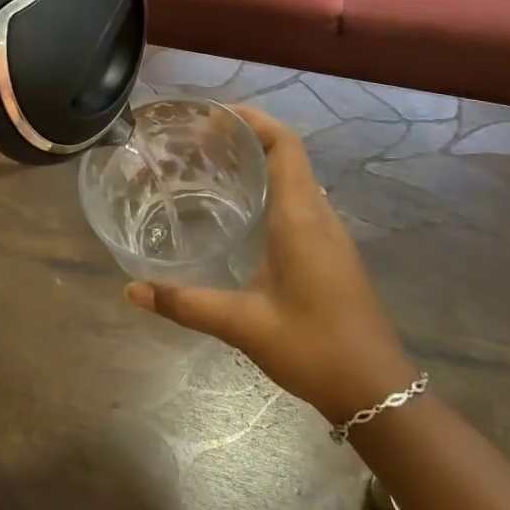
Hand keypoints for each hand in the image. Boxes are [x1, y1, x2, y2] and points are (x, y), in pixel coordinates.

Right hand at [125, 107, 418, 423]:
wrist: (377, 392)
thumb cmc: (314, 348)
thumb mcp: (243, 325)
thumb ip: (186, 304)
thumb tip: (132, 290)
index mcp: (301, 218)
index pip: (284, 144)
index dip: (251, 120)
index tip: (210, 118)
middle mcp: (318, 214)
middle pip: (287, 152)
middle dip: (244, 136)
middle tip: (195, 142)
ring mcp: (329, 233)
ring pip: (294, 175)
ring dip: (257, 161)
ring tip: (209, 166)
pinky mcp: (330, 251)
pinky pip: (298, 199)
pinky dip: (268, 187)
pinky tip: (237, 211)